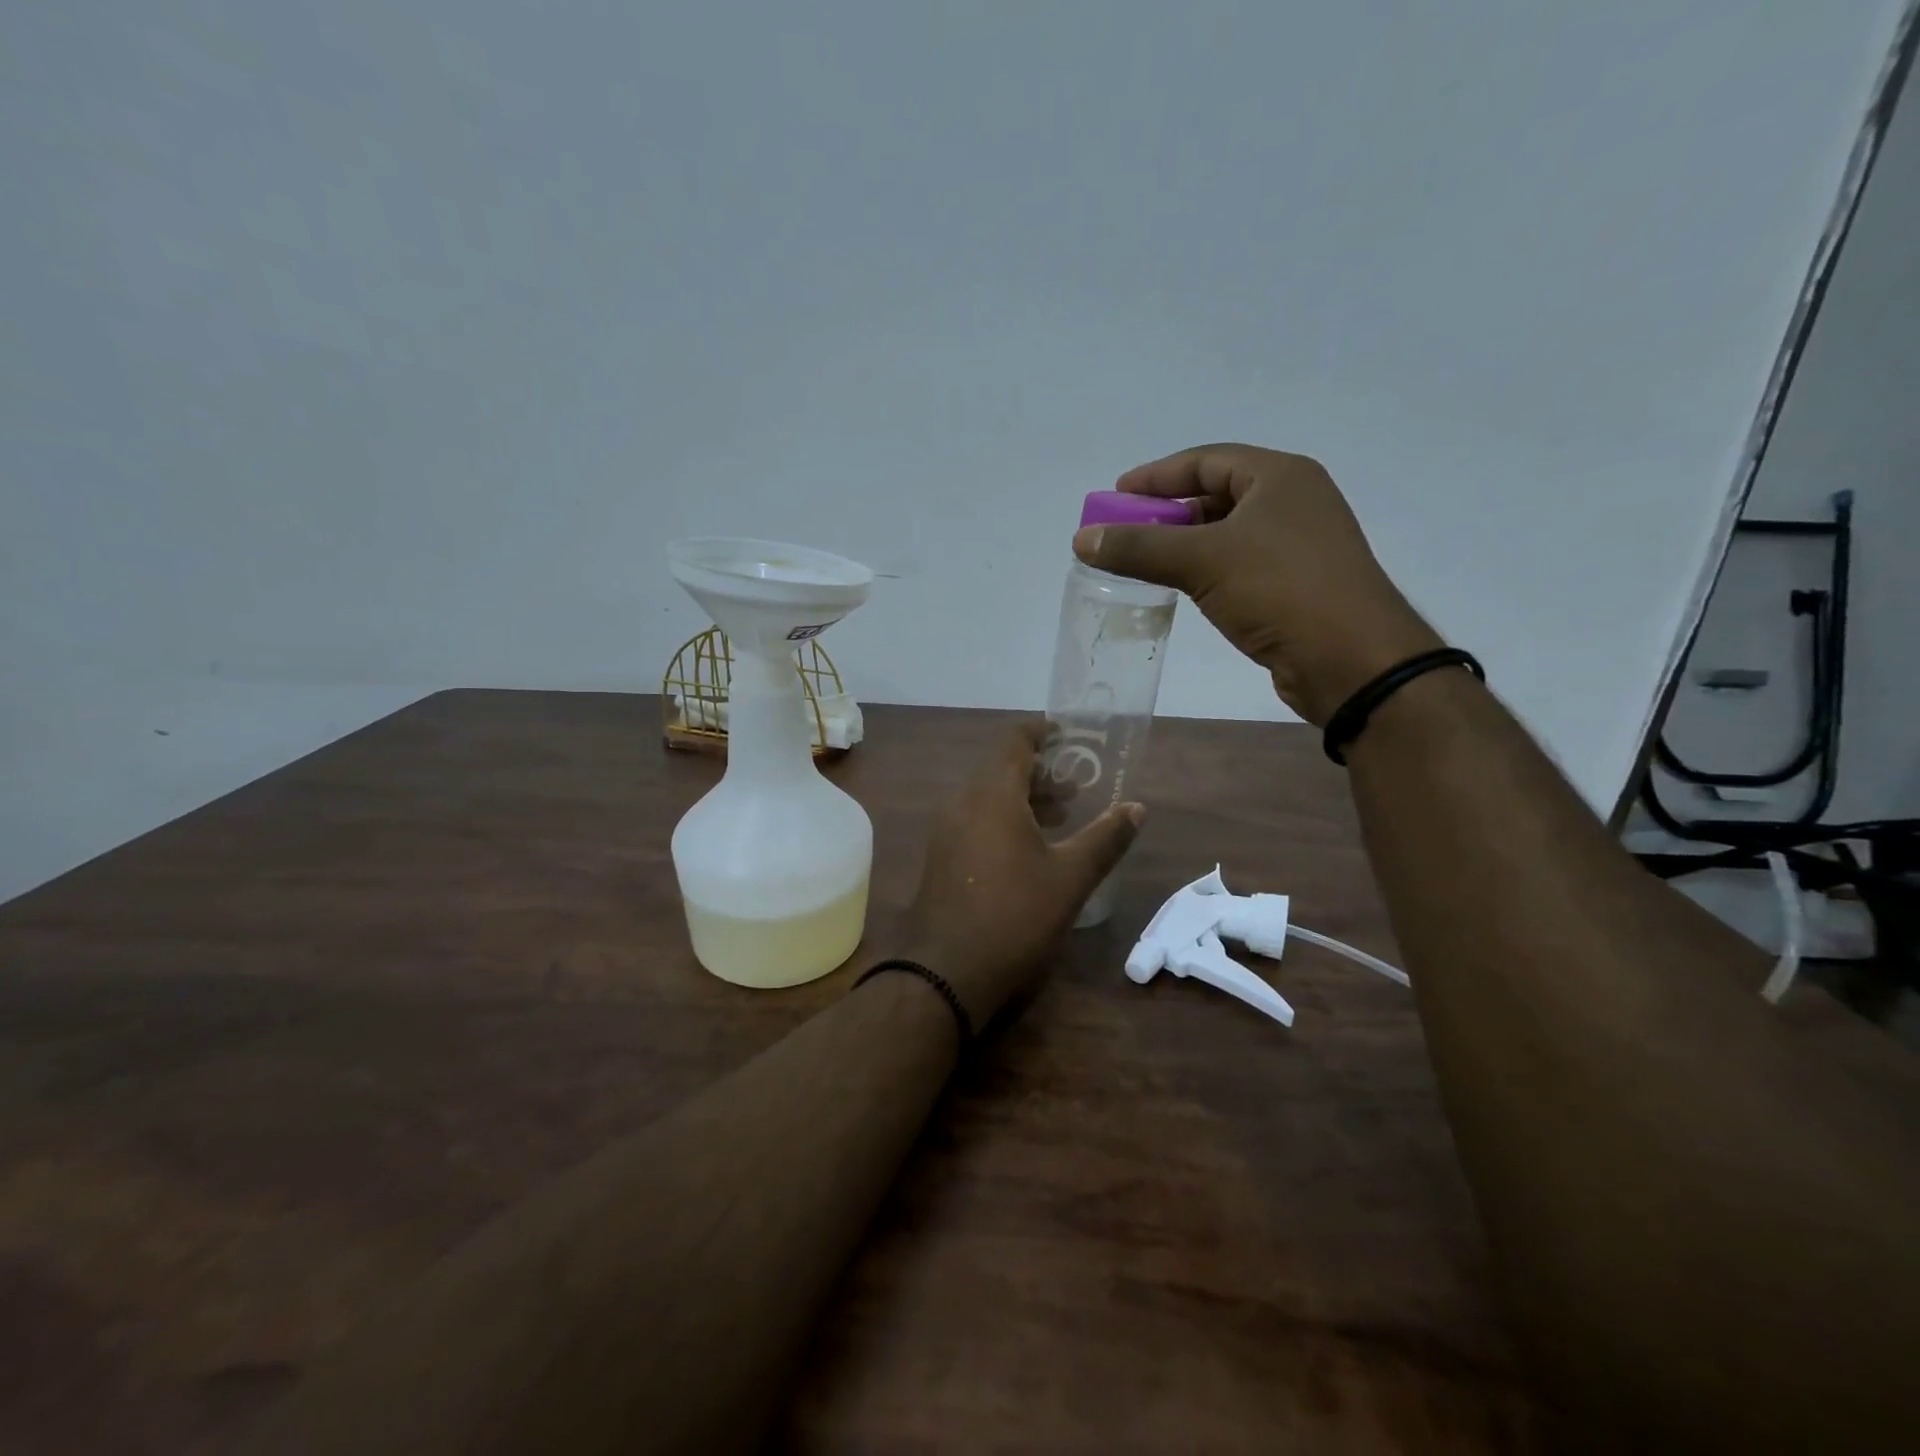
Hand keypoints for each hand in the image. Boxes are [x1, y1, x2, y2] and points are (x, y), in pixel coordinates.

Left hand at [900, 722, 1141, 1026]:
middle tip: (1077, 784)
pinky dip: (1004, 818)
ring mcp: (947, 830)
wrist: (946, 972)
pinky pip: (975, 819)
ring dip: (1023, 796)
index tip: (1068, 734)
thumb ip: (1105, 838)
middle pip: (1001, 768)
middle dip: (1039, 770)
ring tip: (1062, 814)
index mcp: (992, 795)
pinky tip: (1030, 847)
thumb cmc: (1015, 916)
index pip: (1013, 741)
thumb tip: (1137, 807)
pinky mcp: (942, 856)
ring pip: (988, 796)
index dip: (1041, 732)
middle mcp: (963, 803)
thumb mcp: (1070, 877)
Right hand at [1074, 444, 1443, 725]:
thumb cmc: (1280, 590)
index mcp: (1280, 477)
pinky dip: (1205, 569)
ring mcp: (1299, 545)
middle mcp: (1293, 502)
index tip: (1116, 495)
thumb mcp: (1202, 561)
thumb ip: (1139, 547)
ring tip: (1144, 560)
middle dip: (1167, 512)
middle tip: (1125, 531)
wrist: (1352, 660)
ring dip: (1184, 543)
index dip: (1157, 476)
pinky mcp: (1297, 584)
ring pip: (1227, 533)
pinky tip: (1182, 586)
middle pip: (1216, 495)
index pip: (1207, 461)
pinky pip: (1239, 564)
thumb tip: (1082, 538)